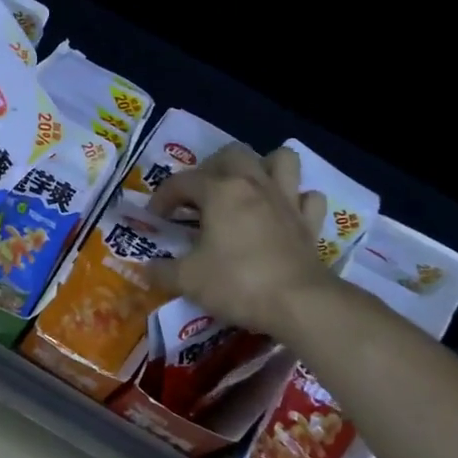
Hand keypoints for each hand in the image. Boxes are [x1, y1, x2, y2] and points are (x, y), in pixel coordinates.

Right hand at [145, 144, 331, 338]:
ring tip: (247, 188)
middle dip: (210, 168)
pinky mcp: (310, 222)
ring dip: (263, 167)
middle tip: (199, 195)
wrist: (298, 303)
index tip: (155, 218)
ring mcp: (287, 200)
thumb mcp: (187, 280)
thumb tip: (147, 269)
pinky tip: (283, 213)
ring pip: (281, 160)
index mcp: (220, 191)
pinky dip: (296, 200)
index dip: (163, 197)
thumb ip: (162, 271)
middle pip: (231, 154)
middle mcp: (254, 184)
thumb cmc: (237, 283)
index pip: (182, 181)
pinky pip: (307, 197)